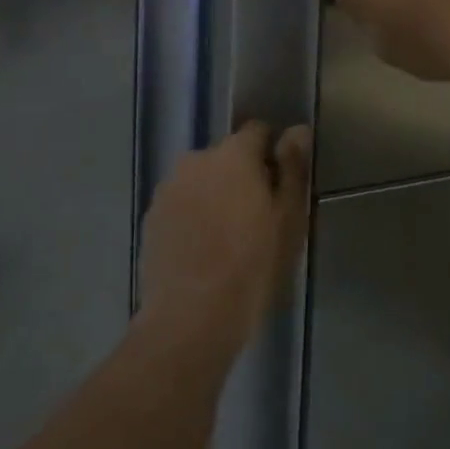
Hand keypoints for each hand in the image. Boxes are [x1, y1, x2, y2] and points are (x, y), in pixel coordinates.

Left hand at [138, 123, 310, 350]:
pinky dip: (193, 216)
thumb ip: (293, 168)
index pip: (257, 131)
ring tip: (227, 238)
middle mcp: (196, 159)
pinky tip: (202, 251)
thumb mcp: (288, 218)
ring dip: (214, 195)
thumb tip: (297, 130)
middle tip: (256, 217)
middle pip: (227, 156)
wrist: (190, 318)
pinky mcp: (151, 217)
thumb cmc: (252, 265)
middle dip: (241, 176)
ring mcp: (168, 188)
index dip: (272, 153)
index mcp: (233, 154)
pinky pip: (181, 204)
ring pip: (201, 180)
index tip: (279, 185)